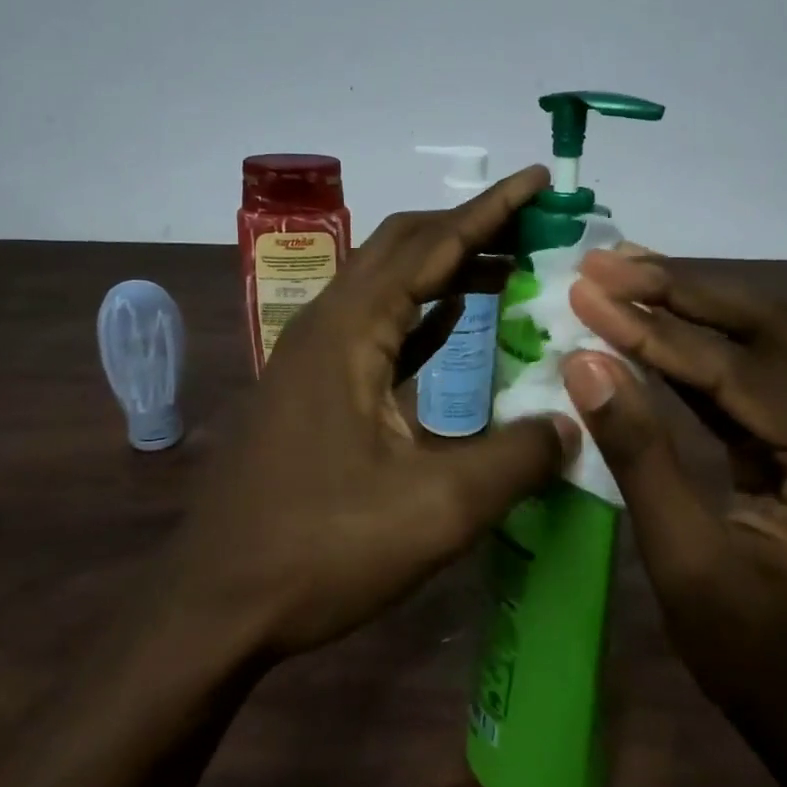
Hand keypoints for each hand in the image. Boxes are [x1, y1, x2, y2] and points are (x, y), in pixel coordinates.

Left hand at [173, 166, 579, 659]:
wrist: (216, 606)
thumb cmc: (320, 550)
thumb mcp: (435, 510)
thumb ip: (515, 459)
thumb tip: (570, 424)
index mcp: (348, 332)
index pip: (430, 245)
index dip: (490, 210)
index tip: (537, 180)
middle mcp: (325, 327)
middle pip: (402, 249)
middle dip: (469, 229)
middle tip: (534, 225)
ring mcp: (313, 359)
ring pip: (388, 288)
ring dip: (446, 270)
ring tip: (510, 264)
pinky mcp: (313, 391)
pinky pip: (377, 330)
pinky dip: (423, 315)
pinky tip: (456, 319)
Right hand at [559, 251, 786, 761]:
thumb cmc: (761, 661)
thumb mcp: (686, 563)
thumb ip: (639, 454)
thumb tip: (585, 363)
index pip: (738, 368)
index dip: (653, 328)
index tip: (586, 291)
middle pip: (769, 326)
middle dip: (680, 289)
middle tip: (605, 265)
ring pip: (769, 339)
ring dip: (692, 305)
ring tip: (622, 276)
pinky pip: (762, 375)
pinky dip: (704, 348)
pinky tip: (656, 326)